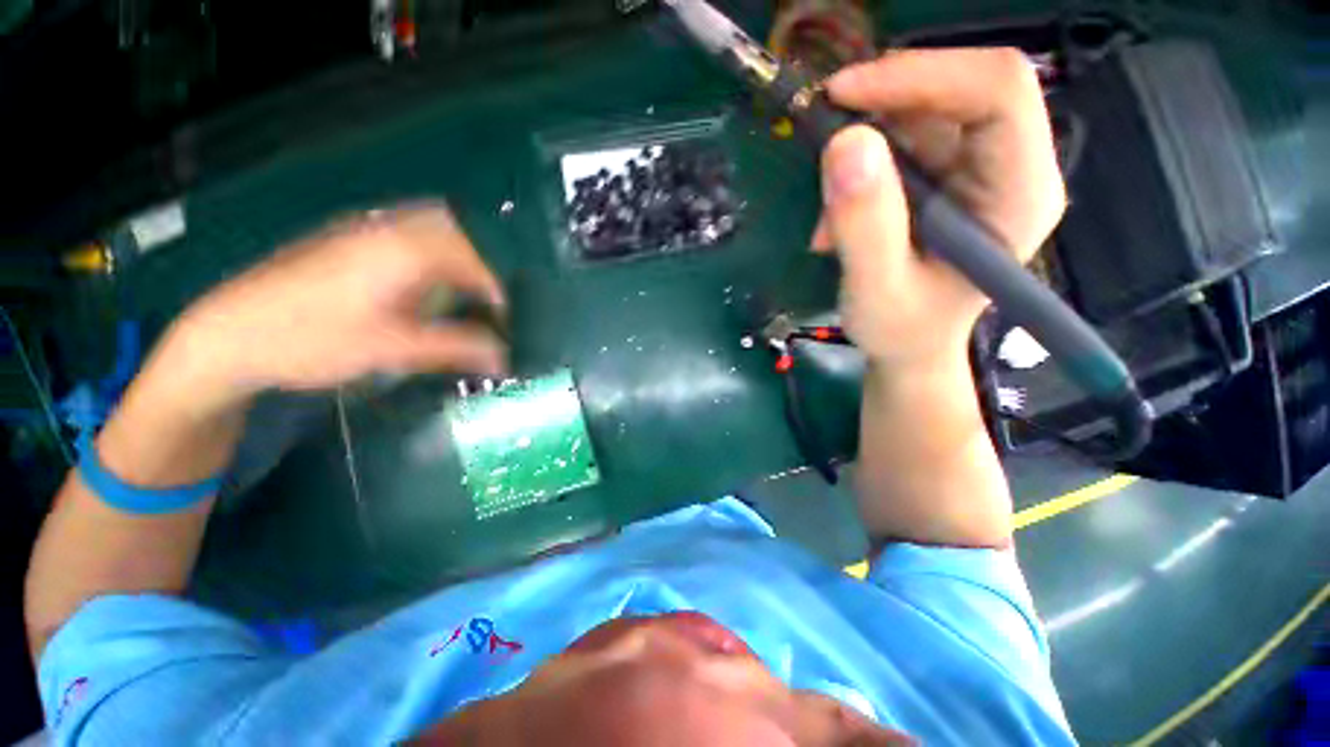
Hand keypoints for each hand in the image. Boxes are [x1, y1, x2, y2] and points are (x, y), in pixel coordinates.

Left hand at [161, 204, 506, 407]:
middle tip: (494, 298)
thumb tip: (504, 357)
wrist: (227, 333)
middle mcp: (389, 228)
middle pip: (457, 227)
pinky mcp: (349, 240)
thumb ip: (454, 348)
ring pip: (432, 226)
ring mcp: (365, 230)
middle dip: (485, 261)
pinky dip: (434, 253)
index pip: (474, 257)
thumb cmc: (310, 339)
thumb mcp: (390, 349)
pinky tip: (428, 284)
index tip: (510, 317)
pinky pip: (409, 233)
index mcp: (404, 250)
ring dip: (459, 254)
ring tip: (470, 292)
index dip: (501, 287)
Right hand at [814, 48, 1066, 367]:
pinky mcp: (951, 177)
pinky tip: (840, 218)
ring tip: (830, 214)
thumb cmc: (901, 330)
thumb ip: (864, 225)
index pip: (997, 91)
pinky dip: (862, 169)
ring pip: (925, 113)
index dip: (920, 76)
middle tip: (823, 138)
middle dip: (884, 107)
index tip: (842, 94)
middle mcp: (1012, 167)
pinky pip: (904, 142)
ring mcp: (981, 169)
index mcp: (1019, 193)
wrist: (910, 346)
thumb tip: (845, 142)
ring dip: (864, 150)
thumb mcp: (876, 289)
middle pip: (960, 90)